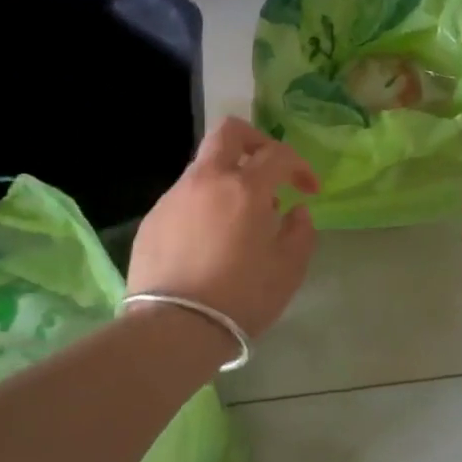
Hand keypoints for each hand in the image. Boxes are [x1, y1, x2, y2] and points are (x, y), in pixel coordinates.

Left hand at [128, 118, 318, 339]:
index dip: (300, 166)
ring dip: (228, 179)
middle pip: (229, 133)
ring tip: (240, 218)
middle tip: (269, 171)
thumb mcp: (288, 270)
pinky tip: (210, 240)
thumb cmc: (241, 298)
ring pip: (204, 167)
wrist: (174, 329)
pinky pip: (185, 197)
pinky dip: (205, 205)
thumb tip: (297, 211)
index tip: (309, 191)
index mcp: (244, 188)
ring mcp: (174, 197)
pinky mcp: (152, 219)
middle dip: (256, 142)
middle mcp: (206, 181)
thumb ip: (301, 232)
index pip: (278, 154)